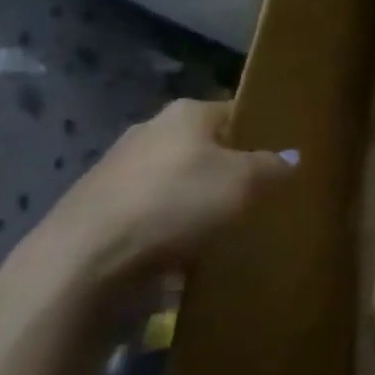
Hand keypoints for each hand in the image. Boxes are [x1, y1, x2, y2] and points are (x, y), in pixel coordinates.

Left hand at [5, 100, 296, 313]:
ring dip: (197, 199)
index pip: (236, 112)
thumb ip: (274, 167)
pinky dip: (169, 225)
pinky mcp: (98, 208)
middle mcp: (150, 130)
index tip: (281, 159)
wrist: (82, 262)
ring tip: (224, 226)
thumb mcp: (246, 183)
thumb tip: (292, 158)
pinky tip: (183, 248)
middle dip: (229, 168)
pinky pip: (151, 210)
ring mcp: (118, 169)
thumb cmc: (176, 204)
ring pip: (176, 179)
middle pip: (205, 146)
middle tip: (258, 194)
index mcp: (186, 113)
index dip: (262, 133)